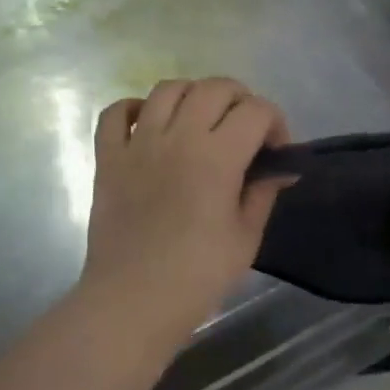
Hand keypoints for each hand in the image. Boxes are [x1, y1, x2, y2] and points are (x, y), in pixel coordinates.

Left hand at [79, 78, 290, 336]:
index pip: (256, 110)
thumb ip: (263, 192)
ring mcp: (137, 143)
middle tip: (246, 131)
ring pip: (167, 89)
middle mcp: (177, 137)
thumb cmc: (198, 276)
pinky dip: (134, 109)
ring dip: (193, 96)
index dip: (276, 123)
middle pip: (215, 87)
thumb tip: (282, 169)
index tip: (276, 151)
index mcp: (217, 157)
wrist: (133, 302)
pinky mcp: (108, 158)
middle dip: (241, 100)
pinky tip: (149, 126)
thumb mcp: (246, 237)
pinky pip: (115, 112)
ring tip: (201, 122)